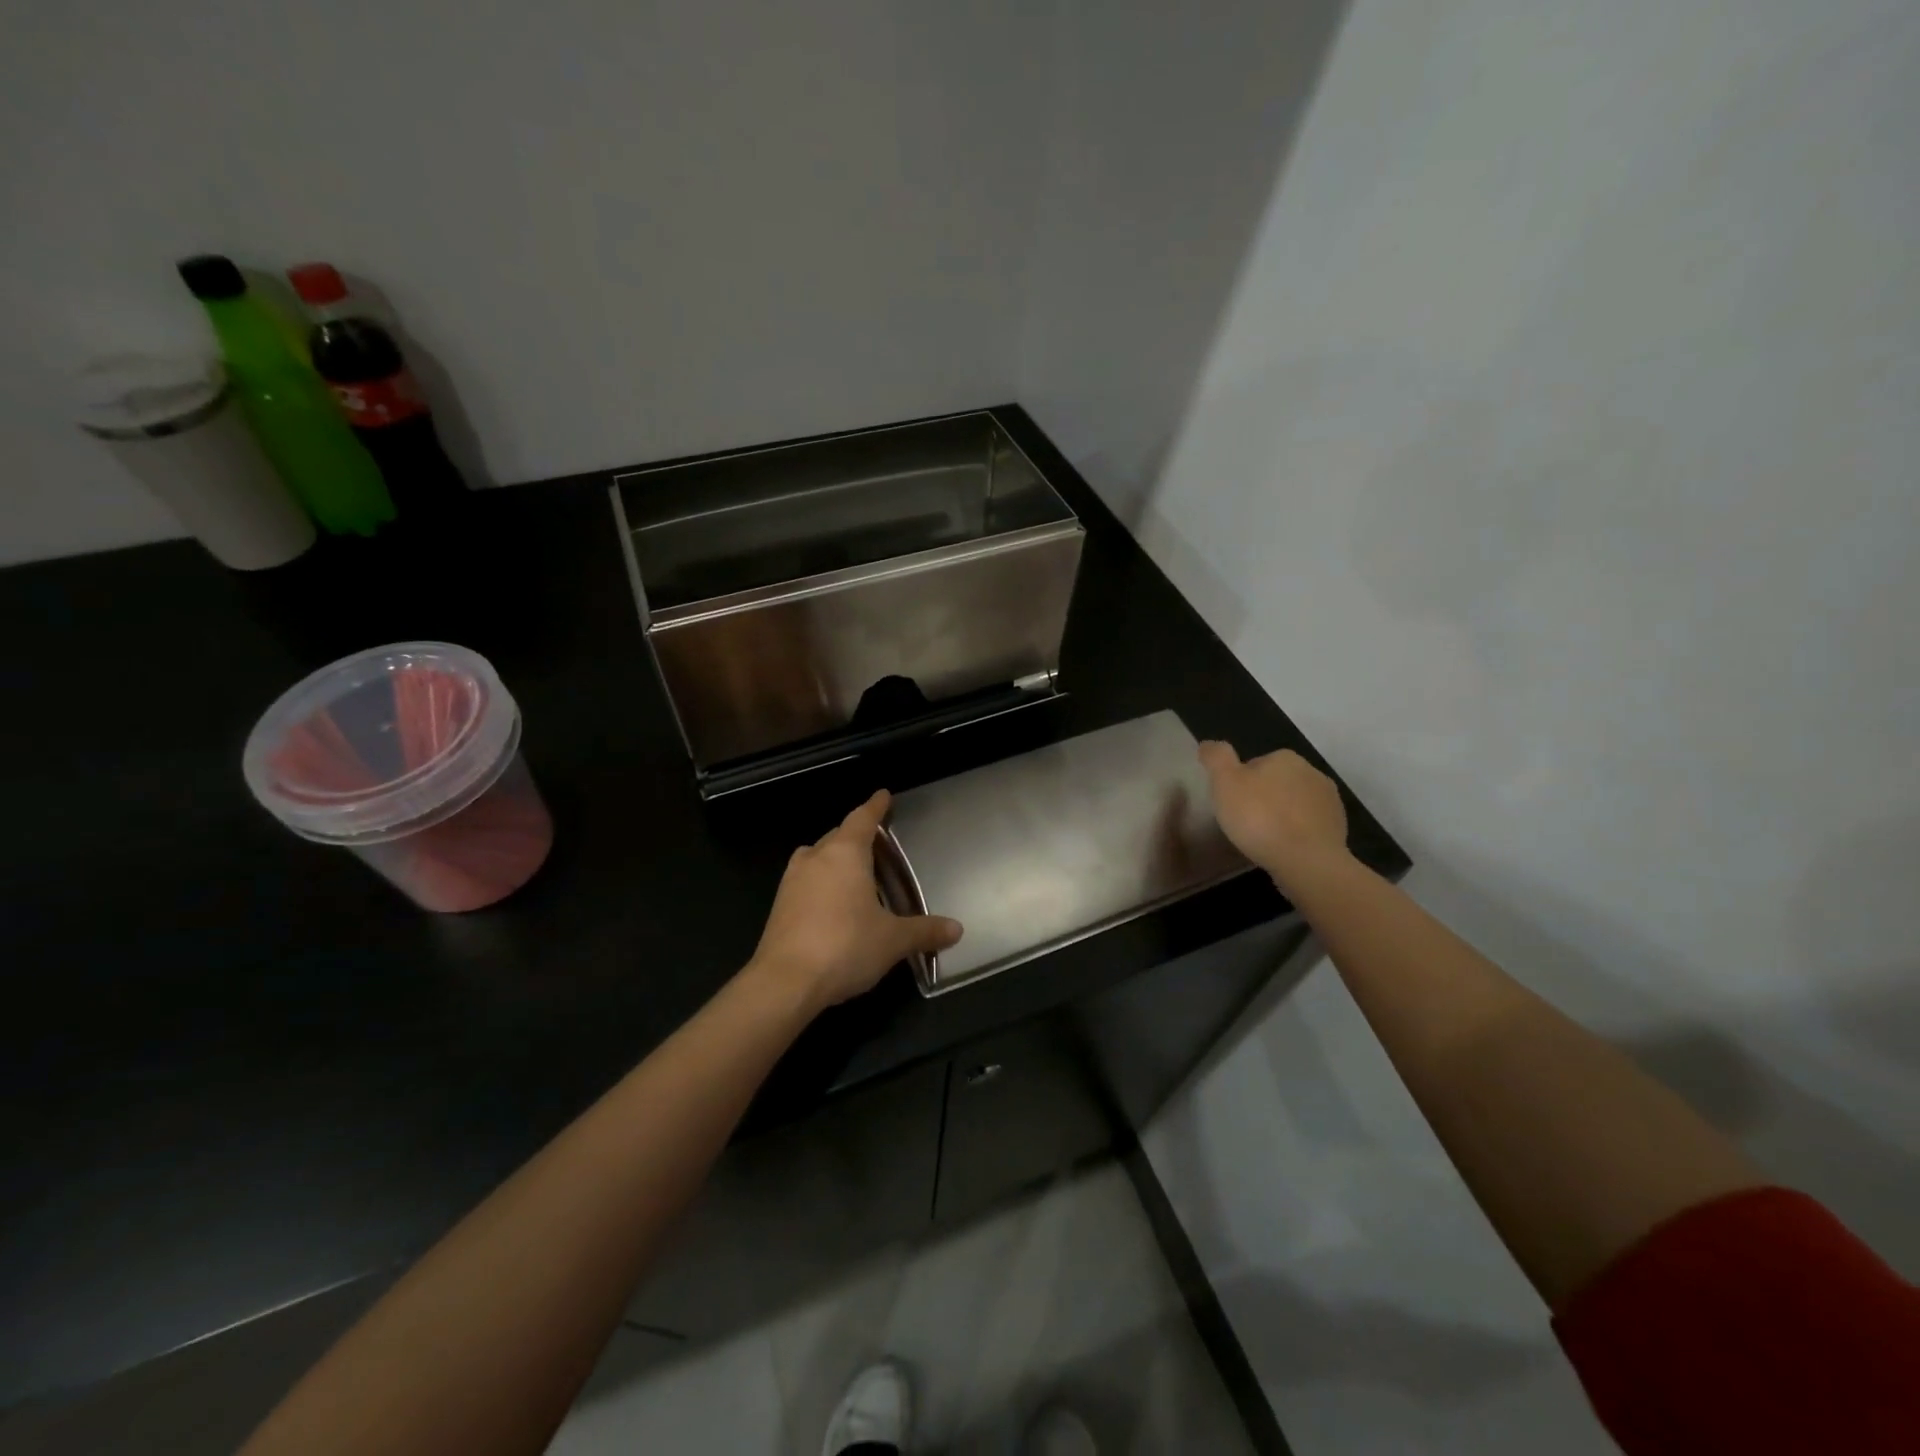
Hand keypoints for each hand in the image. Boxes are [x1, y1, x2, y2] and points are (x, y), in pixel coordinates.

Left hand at [747, 790, 962, 1015]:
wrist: (784, 982)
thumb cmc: (845, 946)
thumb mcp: (893, 940)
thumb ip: (925, 931)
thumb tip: (957, 929)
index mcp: (845, 854)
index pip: (862, 819)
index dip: (875, 806)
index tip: (883, 795)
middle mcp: (815, 858)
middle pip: (837, 835)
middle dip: (855, 834)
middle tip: (876, 841)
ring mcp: (792, 881)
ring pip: (816, 857)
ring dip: (833, 858)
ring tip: (854, 872)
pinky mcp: (779, 906)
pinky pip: (805, 881)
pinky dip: (820, 882)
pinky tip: (832, 904)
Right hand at [1198, 741, 1349, 884]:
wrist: (1307, 861)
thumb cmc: (1260, 818)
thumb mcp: (1224, 783)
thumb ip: (1216, 758)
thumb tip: (1209, 744)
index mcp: (1283, 757)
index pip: (1253, 765)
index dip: (1239, 784)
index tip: (1231, 805)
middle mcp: (1311, 771)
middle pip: (1276, 783)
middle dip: (1263, 798)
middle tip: (1245, 823)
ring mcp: (1329, 800)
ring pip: (1294, 804)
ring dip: (1282, 815)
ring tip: (1265, 839)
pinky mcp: (1338, 826)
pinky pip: (1309, 824)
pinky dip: (1298, 832)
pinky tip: (1285, 848)